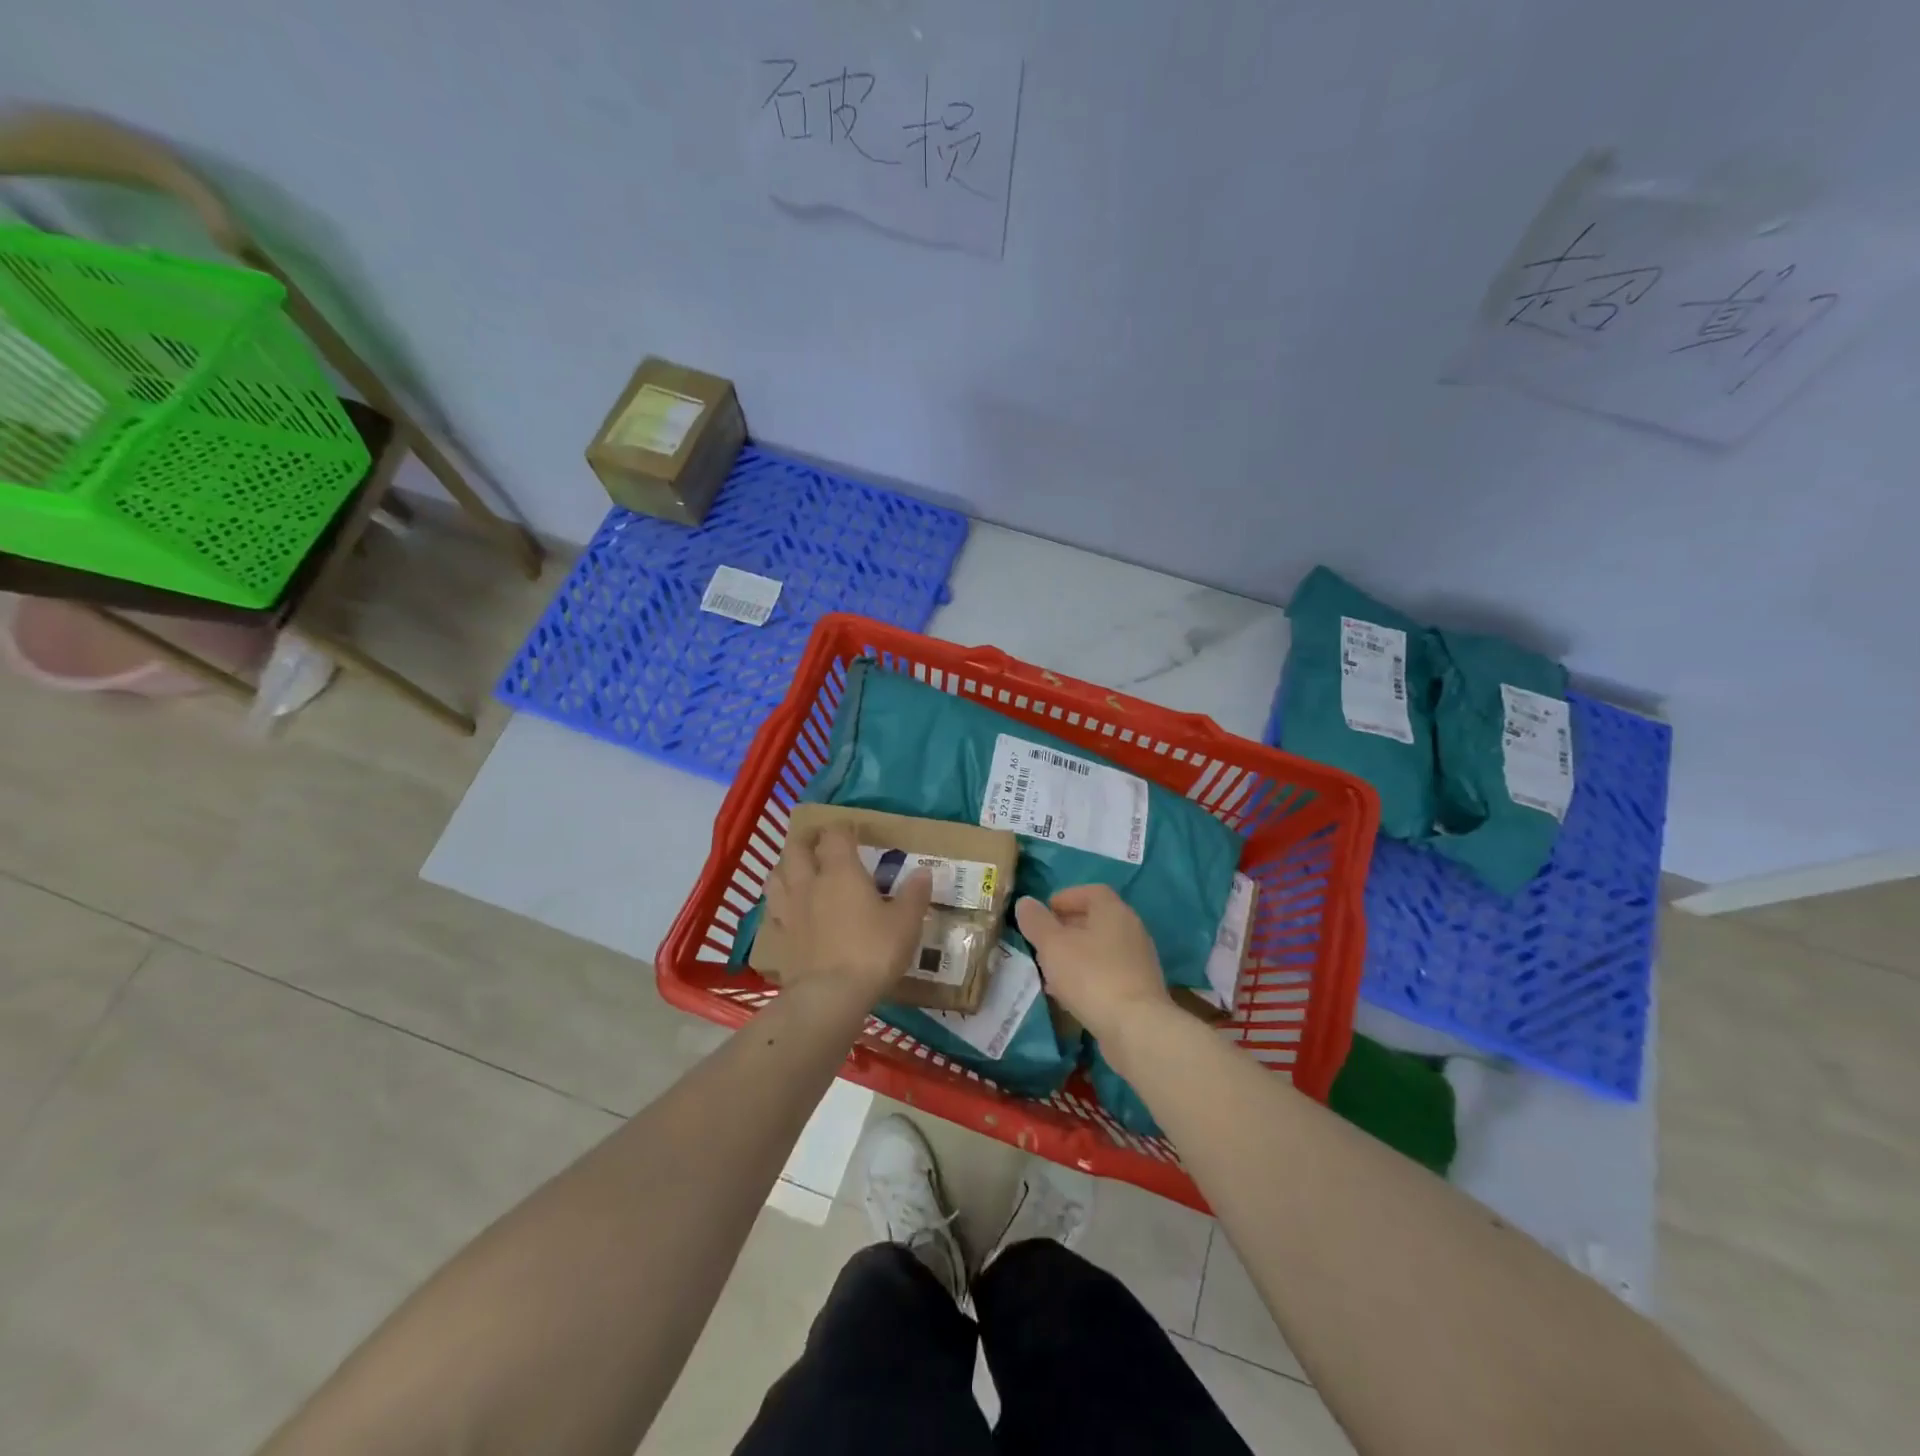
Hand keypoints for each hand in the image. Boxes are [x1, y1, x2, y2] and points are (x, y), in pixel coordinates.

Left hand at [764, 824, 931, 1010]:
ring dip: (786, 866)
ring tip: (798, 870)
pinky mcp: (778, 936)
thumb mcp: (905, 923)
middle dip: (808, 839)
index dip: (843, 828)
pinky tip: (788, 908)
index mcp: (841, 871)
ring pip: (777, 875)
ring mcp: (789, 909)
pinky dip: (779, 902)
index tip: (853, 830)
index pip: (835, 835)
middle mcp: (809, 882)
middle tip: (820, 842)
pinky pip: (773, 909)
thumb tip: (924, 872)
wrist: (829, 996)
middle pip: (796, 848)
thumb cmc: (872, 952)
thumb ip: (914, 895)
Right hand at [1014, 885, 1172, 1043]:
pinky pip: (1107, 973)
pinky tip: (1069, 995)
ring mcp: (1138, 961)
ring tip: (1050, 970)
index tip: (1043, 913)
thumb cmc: (1091, 976)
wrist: (1135, 1028)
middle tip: (1041, 942)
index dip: (1065, 898)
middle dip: (1066, 929)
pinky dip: (1087, 976)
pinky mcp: (1139, 989)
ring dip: (1074, 955)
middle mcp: (1131, 930)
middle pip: (1095, 920)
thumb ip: (1036, 921)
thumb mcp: (1053, 945)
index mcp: (1113, 911)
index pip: (1091, 892)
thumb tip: (1025, 903)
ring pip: (1100, 949)